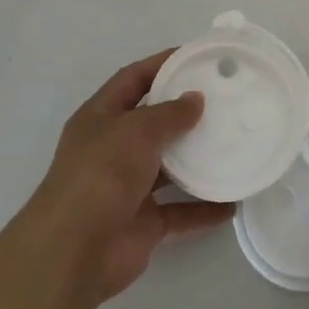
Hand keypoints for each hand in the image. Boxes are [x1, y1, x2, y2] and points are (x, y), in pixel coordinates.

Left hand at [24, 50, 233, 301]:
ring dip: (197, 160)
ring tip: (234, 144)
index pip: (133, 79)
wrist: (74, 252)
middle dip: (185, 112)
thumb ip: (170, 113)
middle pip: (153, 122)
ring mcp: (127, 187)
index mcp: (101, 117)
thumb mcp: (137, 130)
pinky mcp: (142, 223)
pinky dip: (203, 208)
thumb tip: (195, 99)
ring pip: (169, 167)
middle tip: (225, 99)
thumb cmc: (102, 174)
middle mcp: (112, 148)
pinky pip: (179, 211)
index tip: (198, 56)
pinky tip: (231, 203)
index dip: (162, 64)